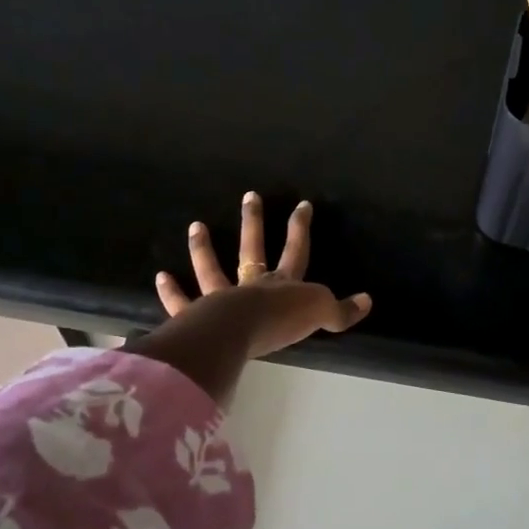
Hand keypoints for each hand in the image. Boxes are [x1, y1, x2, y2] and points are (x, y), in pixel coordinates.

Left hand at [155, 193, 371, 360]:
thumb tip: (367, 301)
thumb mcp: (320, 314)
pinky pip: (182, 302)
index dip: (300, 228)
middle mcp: (252, 285)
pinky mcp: (197, 315)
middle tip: (249, 196)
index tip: (302, 204)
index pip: (296, 250)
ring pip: (212, 268)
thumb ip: (341, 311)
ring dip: (204, 248)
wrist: (240, 333)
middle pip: (253, 248)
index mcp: (283, 284)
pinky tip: (161, 277)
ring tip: (196, 226)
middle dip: (253, 222)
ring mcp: (222, 298)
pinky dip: (171, 292)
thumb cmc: (281, 321)